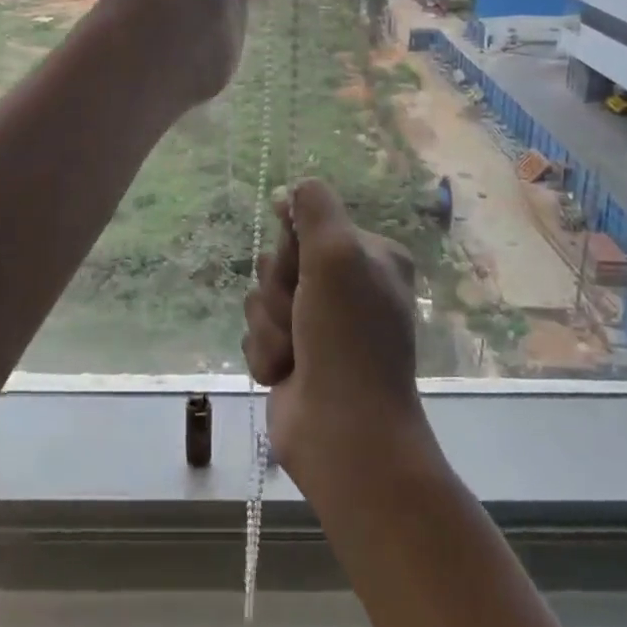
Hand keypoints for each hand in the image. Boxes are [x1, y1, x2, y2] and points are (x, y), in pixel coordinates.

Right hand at [243, 179, 432, 491]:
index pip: (308, 222)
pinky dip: (265, 353)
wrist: (344, 435)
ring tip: (294, 353)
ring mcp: (319, 324)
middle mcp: (348, 286)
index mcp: (370, 256)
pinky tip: (284, 374)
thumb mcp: (337, 254)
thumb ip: (315, 207)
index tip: (301, 266)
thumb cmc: (347, 339)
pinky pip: (256, 334)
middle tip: (302, 316)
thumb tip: (292, 191)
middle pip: (280, 260)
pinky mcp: (294, 356)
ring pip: (262, 298)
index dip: (293, 246)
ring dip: (269, 326)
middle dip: (279, 290)